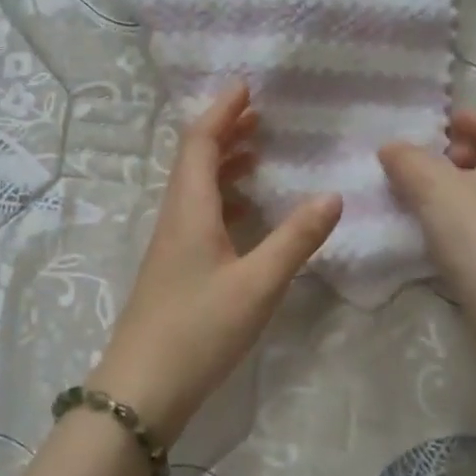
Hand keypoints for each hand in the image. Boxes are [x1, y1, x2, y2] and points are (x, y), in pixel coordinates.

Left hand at [93, 83, 342, 441]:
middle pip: (195, 160)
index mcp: (189, 210)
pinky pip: (200, 215)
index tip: (246, 87)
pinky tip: (248, 214)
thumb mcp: (258, 284)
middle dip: (225, 133)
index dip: (221, 112)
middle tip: (261, 116)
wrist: (143, 388)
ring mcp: (172, 245)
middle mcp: (176, 218)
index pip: (199, 143)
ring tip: (259, 154)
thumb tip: (332, 194)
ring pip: (197, 189)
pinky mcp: (175, 268)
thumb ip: (296, 239)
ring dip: (224, 165)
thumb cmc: (199, 330)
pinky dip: (224, 199)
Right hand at [378, 109, 475, 311]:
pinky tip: (442, 233)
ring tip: (425, 201)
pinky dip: (468, 214)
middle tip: (425, 167)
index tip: (433, 131)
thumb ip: (407, 160)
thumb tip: (391, 148)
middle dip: (458, 155)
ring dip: (460, 187)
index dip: (464, 119)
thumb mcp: (432, 187)